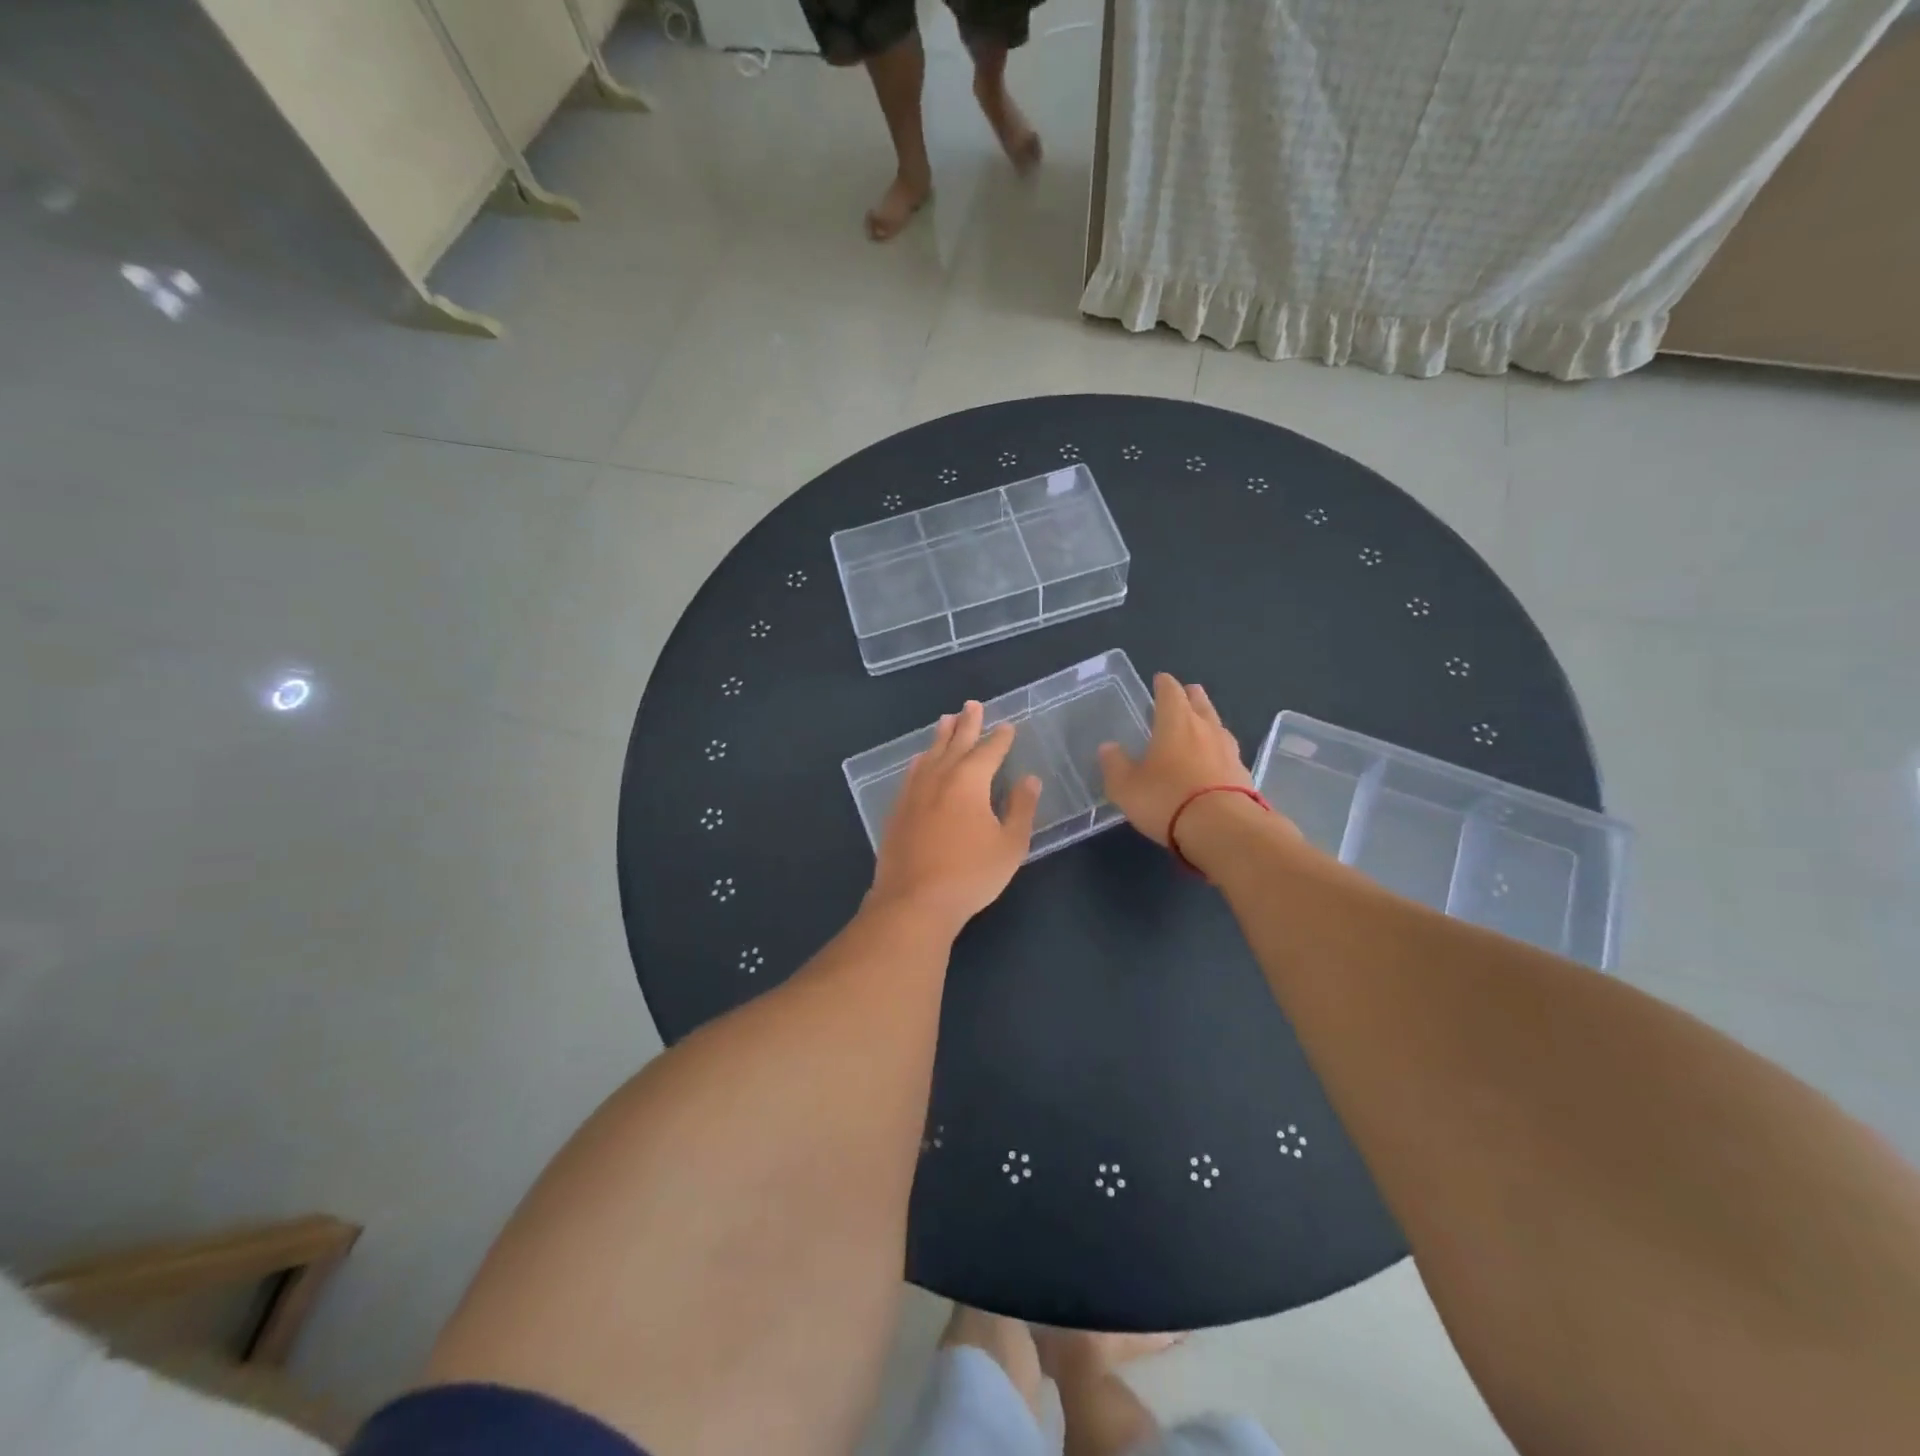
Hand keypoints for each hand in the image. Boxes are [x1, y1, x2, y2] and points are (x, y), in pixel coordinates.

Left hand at [868, 700, 1041, 934]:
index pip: (989, 751)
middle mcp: (940, 777)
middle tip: (972, 704)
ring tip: (946, 720)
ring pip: (930, 754)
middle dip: (967, 723)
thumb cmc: (970, 874)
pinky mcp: (897, 810)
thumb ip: (1021, 809)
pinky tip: (920, 760)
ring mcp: (914, 792)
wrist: (914, 901)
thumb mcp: (1009, 845)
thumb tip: (1030, 780)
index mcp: (969, 781)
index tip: (1008, 725)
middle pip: (956, 742)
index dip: (1001, 738)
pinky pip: (911, 773)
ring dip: (941, 736)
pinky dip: (920, 760)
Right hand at [1098, 673, 1255, 847]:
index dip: (1164, 684)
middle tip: (1185, 694)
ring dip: (1208, 722)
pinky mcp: (1244, 775)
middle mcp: (1205, 728)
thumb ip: (1115, 765)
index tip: (1160, 679)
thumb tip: (1108, 747)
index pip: (1170, 692)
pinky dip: (1218, 752)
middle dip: (1191, 696)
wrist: (1223, 829)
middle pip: (1200, 703)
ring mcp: (1229, 751)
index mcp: (1176, 722)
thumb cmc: (1167, 799)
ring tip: (1201, 725)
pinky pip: (1228, 754)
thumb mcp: (1126, 786)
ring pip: (1218, 726)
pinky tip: (1214, 762)